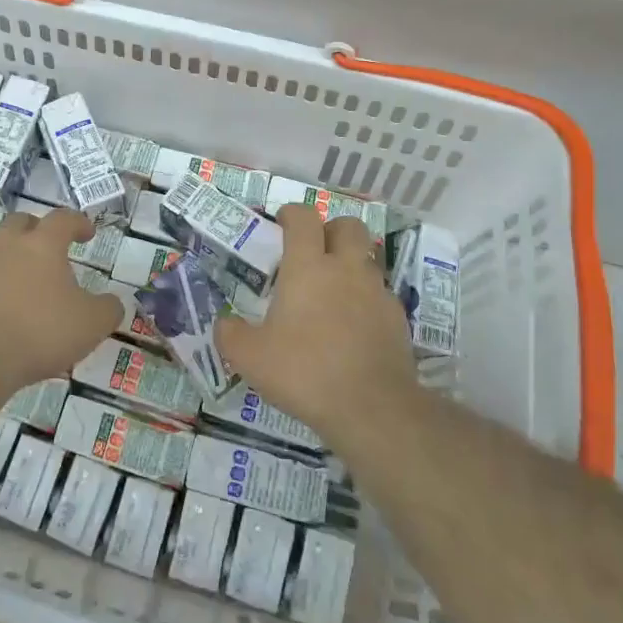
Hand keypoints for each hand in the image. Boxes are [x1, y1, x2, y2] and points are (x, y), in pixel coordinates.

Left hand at [0, 207, 123, 394]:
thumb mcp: (91, 324)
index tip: (88, 233)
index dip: (78, 223)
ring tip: (20, 277)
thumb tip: (111, 303)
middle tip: (48, 246)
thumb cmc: (40, 332)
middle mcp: (6, 245)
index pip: (63, 219)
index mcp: (42, 245)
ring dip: (8, 255)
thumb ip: (107, 309)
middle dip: (36, 229)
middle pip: (20, 222)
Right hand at [216, 206, 414, 443]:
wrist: (373, 408)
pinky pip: (380, 295)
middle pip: (347, 226)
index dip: (291, 214)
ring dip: (350, 265)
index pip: (303, 217)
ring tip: (332, 294)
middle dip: (330, 230)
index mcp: (308, 267)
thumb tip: (224, 323)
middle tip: (313, 254)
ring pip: (367, 259)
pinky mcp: (397, 318)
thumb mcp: (250, 358)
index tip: (281, 225)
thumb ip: (231, 334)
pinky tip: (353, 327)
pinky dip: (366, 300)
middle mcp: (346, 268)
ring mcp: (376, 292)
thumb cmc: (305, 372)